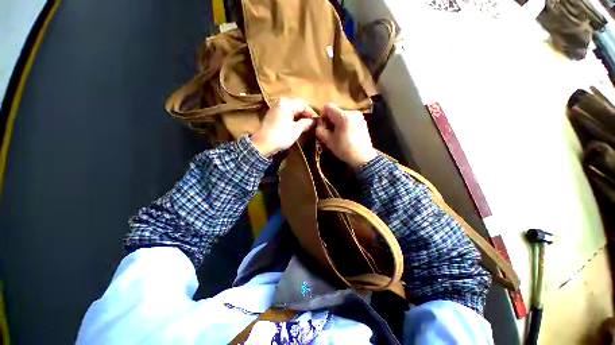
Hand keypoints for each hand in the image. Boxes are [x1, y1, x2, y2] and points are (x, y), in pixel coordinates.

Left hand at [251, 98, 316, 156]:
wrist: (262, 145)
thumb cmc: (281, 135)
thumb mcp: (296, 129)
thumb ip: (306, 123)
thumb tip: (313, 122)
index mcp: (286, 103)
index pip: (303, 105)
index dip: (311, 113)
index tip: (317, 122)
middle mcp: (280, 103)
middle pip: (297, 107)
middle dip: (305, 116)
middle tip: (312, 125)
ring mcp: (275, 110)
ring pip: (291, 112)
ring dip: (299, 119)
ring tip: (305, 128)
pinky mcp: (272, 118)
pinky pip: (285, 117)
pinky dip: (292, 121)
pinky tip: (296, 128)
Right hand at [316, 103, 376, 167]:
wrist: (363, 157)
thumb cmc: (345, 150)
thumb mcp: (329, 142)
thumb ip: (320, 131)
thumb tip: (319, 125)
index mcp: (343, 117)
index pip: (328, 106)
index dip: (323, 115)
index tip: (324, 126)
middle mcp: (352, 112)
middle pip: (335, 111)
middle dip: (330, 120)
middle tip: (330, 132)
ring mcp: (359, 116)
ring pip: (342, 115)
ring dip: (337, 122)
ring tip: (339, 134)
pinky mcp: (362, 121)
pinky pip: (349, 118)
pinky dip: (345, 123)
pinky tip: (346, 134)